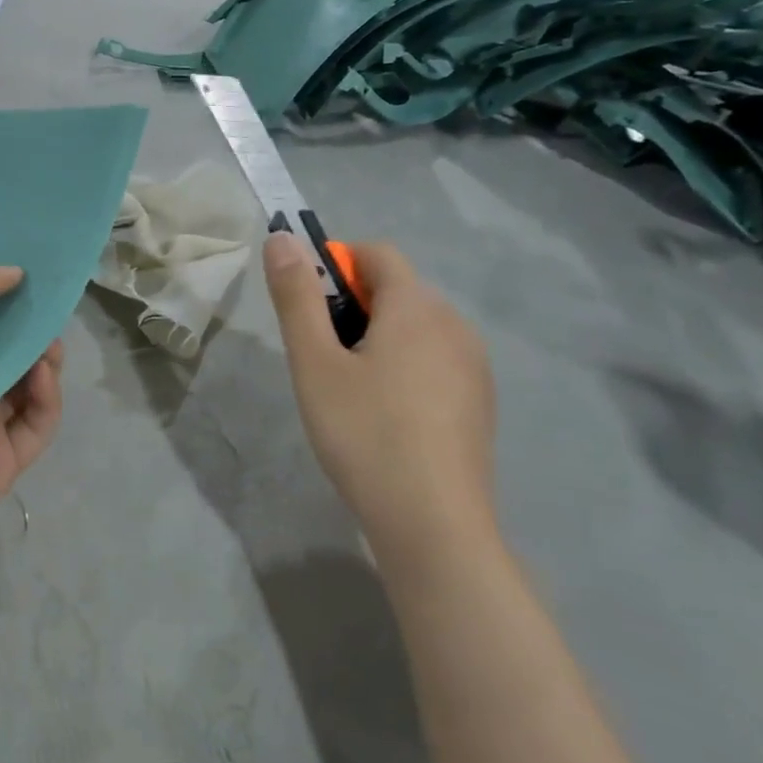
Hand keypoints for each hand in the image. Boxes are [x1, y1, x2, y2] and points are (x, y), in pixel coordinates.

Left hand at [0, 257, 64, 546]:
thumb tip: (16, 273)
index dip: (4, 298)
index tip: (28, 278)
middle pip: (10, 352)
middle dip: (31, 330)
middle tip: (46, 313)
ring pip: (31, 385)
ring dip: (45, 360)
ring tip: (48, 345)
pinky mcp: (5, 456)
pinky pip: (39, 423)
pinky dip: (48, 397)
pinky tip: (42, 376)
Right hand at [264, 233, 496, 583]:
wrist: (434, 525)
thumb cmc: (364, 434)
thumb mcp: (315, 363)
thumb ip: (296, 297)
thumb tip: (281, 238)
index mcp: (417, 307)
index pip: (377, 254)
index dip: (336, 264)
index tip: (308, 307)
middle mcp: (455, 324)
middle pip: (398, 290)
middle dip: (354, 305)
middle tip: (321, 356)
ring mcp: (475, 365)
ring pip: (417, 327)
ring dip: (379, 336)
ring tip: (349, 389)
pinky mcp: (480, 401)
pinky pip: (436, 359)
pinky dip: (405, 366)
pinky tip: (386, 415)